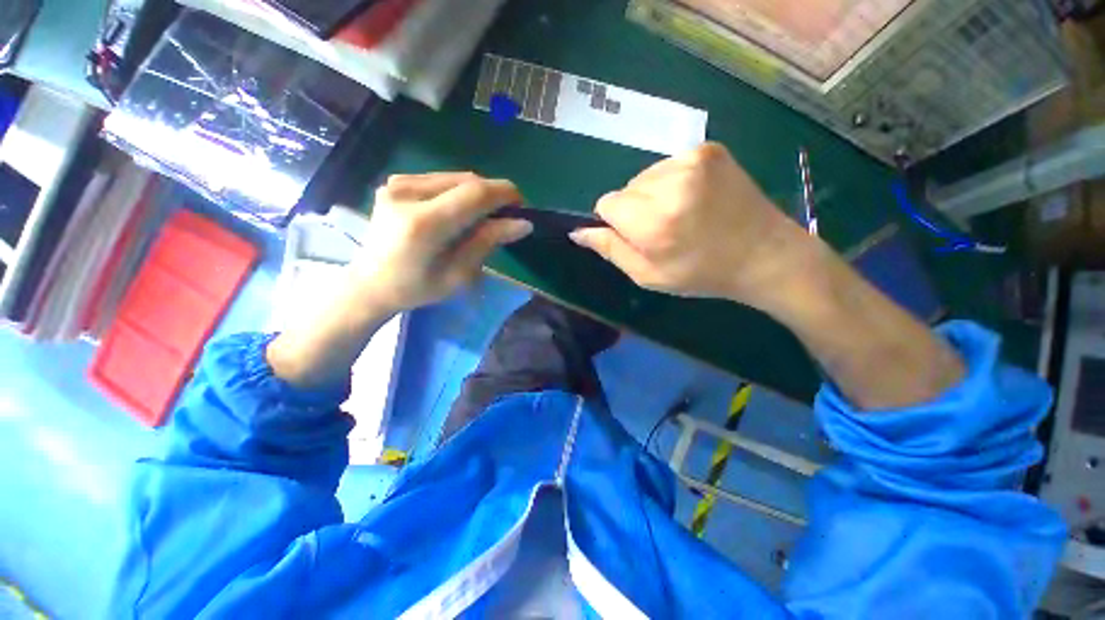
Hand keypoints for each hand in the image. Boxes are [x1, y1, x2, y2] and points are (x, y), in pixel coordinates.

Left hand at [267, 172, 530, 388]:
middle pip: (467, 180)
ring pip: (456, 177)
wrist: (371, 283)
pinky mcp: (396, 182)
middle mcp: (407, 193)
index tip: (522, 206)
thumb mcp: (458, 274)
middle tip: (507, 215)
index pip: (474, 194)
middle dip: (494, 194)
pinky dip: (460, 192)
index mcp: (424, 224)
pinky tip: (462, 211)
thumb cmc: (417, 288)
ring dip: (478, 193)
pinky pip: (441, 179)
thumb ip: (488, 242)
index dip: (504, 194)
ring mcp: (398, 184)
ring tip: (486, 215)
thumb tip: (522, 224)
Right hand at [570, 143, 816, 312]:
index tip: (638, 236)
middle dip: (634, 209)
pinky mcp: (708, 150)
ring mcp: (693, 160)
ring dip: (652, 195)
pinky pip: (668, 165)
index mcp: (654, 221)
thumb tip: (578, 231)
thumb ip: (610, 250)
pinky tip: (695, 199)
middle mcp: (671, 183)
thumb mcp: (648, 275)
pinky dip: (672, 182)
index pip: (606, 203)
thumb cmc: (701, 273)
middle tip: (664, 229)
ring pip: (645, 176)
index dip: (616, 222)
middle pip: (625, 188)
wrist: (764, 254)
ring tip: (682, 214)